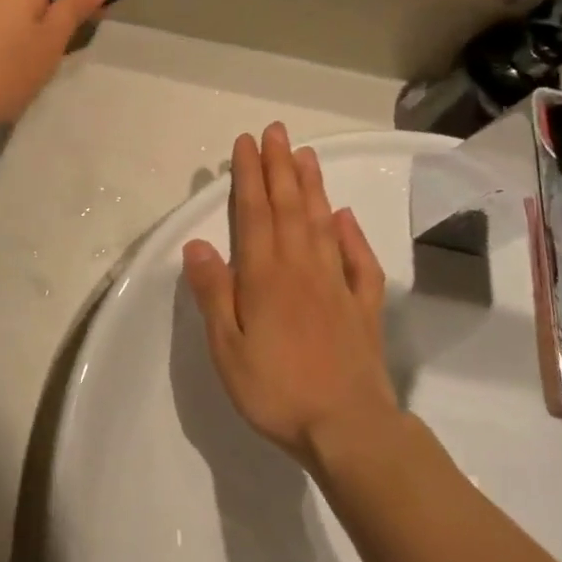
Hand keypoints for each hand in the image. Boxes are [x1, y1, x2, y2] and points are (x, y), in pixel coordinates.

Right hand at [183, 123, 397, 467]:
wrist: (349, 430)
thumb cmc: (277, 391)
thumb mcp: (228, 349)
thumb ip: (214, 293)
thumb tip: (198, 243)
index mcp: (265, 276)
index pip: (254, 213)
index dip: (249, 175)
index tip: (247, 143)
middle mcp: (301, 269)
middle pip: (290, 207)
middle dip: (280, 166)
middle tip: (277, 131)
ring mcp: (337, 285)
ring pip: (323, 223)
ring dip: (313, 186)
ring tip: (306, 155)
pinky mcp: (363, 307)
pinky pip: (359, 261)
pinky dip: (352, 234)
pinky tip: (345, 216)